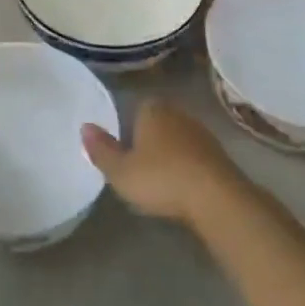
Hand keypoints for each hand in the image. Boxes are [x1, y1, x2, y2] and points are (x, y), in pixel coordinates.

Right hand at [82, 101, 248, 227]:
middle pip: (158, 122)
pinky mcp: (219, 154)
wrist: (216, 197)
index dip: (128, 128)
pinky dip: (187, 166)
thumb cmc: (161, 178)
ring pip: (178, 138)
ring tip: (160, 179)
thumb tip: (85, 126)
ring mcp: (201, 132)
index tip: (124, 150)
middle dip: (149, 139)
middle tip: (139, 166)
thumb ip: (101, 149)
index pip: (136, 108)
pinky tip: (182, 186)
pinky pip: (195, 155)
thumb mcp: (121, 171)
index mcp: (152, 110)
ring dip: (170, 153)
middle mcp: (178, 113)